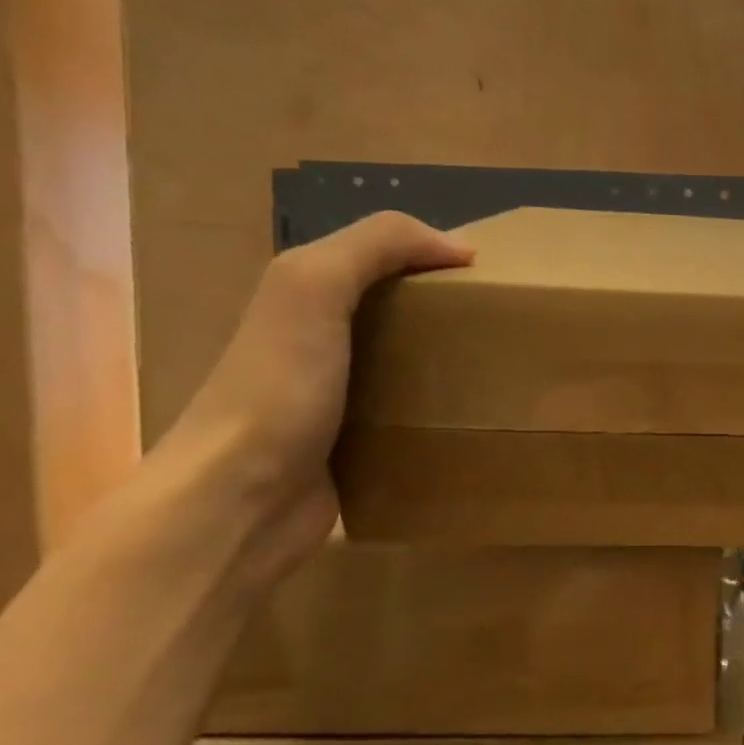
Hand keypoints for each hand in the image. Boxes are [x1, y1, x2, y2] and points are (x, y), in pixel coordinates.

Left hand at [156, 211, 472, 584]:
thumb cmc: (278, 386)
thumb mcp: (312, 288)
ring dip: (449, 367)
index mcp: (305, 298)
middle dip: (447, 314)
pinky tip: (473, 419)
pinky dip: (440, 415)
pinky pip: (409, 418)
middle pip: (396, 313)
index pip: (379, 259)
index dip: (430, 257)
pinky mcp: (358, 447)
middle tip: (502, 327)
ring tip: (500, 372)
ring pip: (406, 367)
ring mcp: (338, 400)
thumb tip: (460, 246)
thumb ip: (376, 247)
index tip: (489, 278)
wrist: (241, 499)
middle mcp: (320, 343)